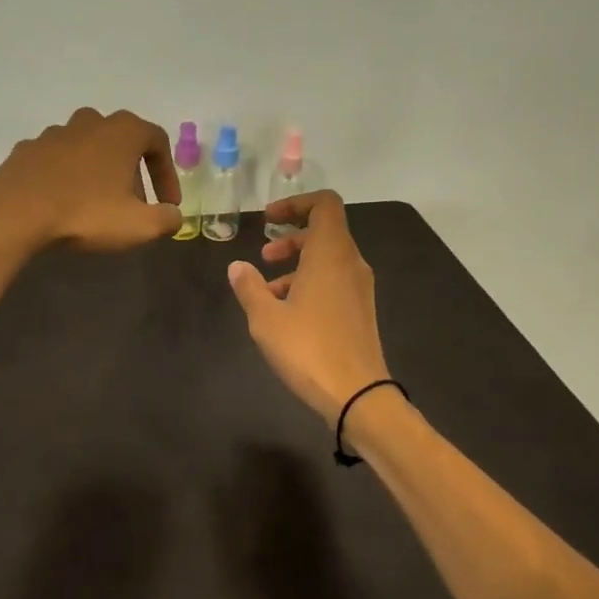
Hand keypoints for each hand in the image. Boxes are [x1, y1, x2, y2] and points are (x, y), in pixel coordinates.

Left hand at [0, 108, 180, 250]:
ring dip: (100, 172)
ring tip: (99, 204)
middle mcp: (90, 122)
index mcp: (122, 131)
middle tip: (134, 205)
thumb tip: (174, 216)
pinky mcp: (27, 149)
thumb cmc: (85, 213)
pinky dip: (68, 176)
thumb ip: (167, 219)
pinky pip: (58, 160)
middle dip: (133, 172)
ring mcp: (55, 133)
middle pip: (123, 142)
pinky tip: (65, 202)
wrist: (14, 213)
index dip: (167, 174)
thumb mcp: (139, 225)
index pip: (158, 142)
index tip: (167, 204)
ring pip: (89, 148)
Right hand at [227, 191, 392, 426]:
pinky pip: (334, 282)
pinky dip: (309, 284)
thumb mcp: (265, 318)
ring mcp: (359, 288)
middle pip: (324, 231)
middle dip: (291, 238)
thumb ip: (249, 287)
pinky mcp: (360, 310)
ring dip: (297, 264)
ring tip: (267, 292)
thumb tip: (238, 267)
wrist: (357, 395)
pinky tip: (286, 314)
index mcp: (331, 253)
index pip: (324, 204)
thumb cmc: (308, 348)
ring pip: (327, 259)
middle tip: (264, 257)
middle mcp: (350, 263)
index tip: (269, 219)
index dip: (296, 203)